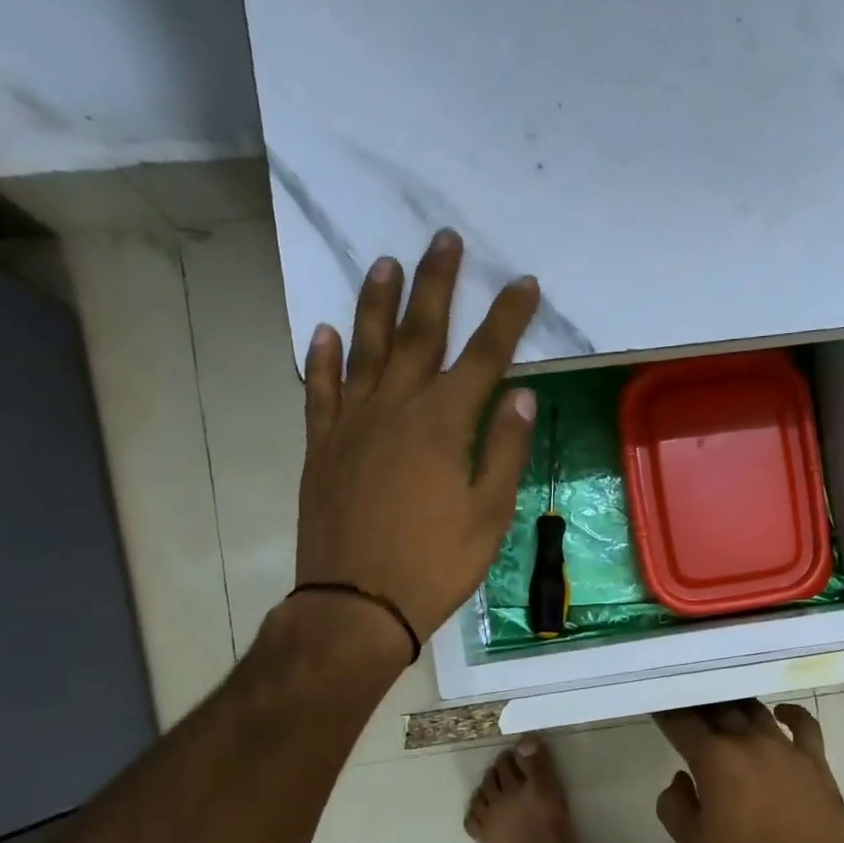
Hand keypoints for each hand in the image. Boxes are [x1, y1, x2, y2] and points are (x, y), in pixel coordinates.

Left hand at [295, 230, 538, 657]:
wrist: (357, 603)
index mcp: (443, 424)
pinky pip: (319, 389)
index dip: (506, 318)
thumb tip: (520, 397)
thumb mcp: (489, 515)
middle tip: (444, 240)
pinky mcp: (321, 445)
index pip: (484, 356)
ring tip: (385, 262)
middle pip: (419, 332)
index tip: (524, 283)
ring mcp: (351, 423)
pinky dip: (323, 358)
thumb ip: (504, 451)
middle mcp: (395, 407)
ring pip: (364, 347)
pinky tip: (325, 332)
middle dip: (436, 283)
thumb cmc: (435, 563)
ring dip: (376, 302)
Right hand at [653, 700, 843, 842]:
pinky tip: (779, 713)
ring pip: (756, 711)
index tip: (657, 706)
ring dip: (736, 705)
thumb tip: (681, 780)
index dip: (666, 712)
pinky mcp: (816, 761)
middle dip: (699, 704)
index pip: (682, 723)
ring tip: (724, 705)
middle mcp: (749, 741)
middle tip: (688, 704)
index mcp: (714, 759)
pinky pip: (803, 724)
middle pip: (719, 709)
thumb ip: (676, 806)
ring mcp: (786, 748)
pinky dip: (789, 713)